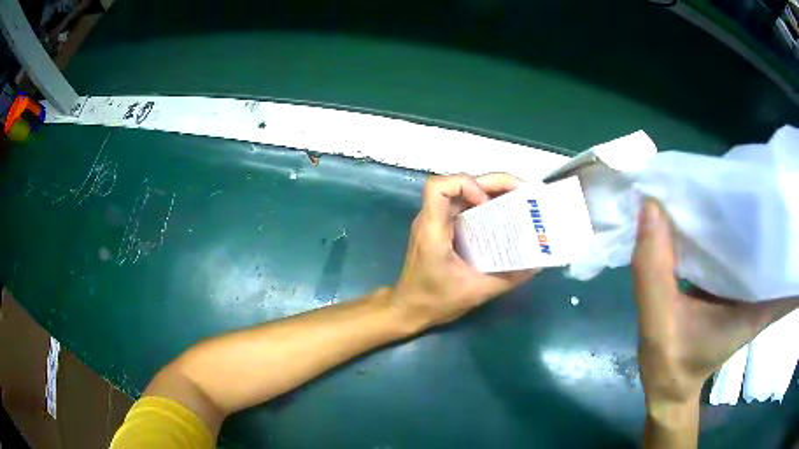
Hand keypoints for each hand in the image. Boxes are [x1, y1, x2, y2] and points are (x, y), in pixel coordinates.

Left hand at [389, 174, 536, 329]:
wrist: (409, 308)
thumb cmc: (434, 300)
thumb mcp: (476, 292)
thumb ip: (507, 279)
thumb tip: (536, 265)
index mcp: (433, 229)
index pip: (438, 187)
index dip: (465, 185)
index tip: (487, 202)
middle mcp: (432, 218)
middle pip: (457, 184)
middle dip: (492, 184)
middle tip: (522, 193)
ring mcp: (436, 222)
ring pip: (463, 193)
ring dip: (490, 192)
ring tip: (518, 201)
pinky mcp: (442, 229)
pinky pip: (464, 207)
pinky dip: (484, 206)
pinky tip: (503, 217)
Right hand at [633, 200, 798, 407]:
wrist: (668, 386)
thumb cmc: (671, 365)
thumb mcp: (659, 326)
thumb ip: (654, 272)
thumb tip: (651, 205)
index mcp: (759, 302)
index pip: (787, 254)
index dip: (789, 223)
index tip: (779, 190)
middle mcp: (761, 287)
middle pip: (773, 235)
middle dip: (765, 202)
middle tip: (745, 171)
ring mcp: (748, 282)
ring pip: (754, 235)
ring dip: (744, 208)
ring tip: (726, 180)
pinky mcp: (733, 278)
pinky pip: (736, 242)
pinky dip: (726, 223)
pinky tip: (710, 207)